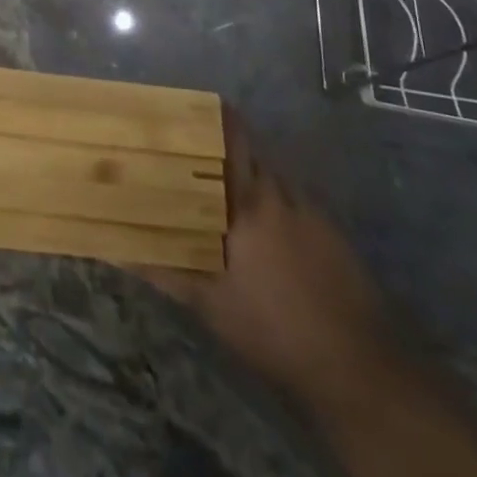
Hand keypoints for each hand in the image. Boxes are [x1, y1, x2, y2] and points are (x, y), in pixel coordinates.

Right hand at [141, 111, 395, 406]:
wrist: (360, 369)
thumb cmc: (274, 330)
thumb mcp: (211, 306)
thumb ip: (164, 271)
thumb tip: (115, 250)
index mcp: (248, 199)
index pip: (229, 134)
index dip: (207, 115)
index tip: (179, 107)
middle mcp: (279, 191)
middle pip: (248, 147)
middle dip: (219, 143)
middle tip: (187, 148)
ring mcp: (310, 209)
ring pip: (269, 172)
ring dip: (244, 171)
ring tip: (214, 182)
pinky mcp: (330, 230)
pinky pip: (289, 197)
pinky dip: (268, 198)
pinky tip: (256, 225)